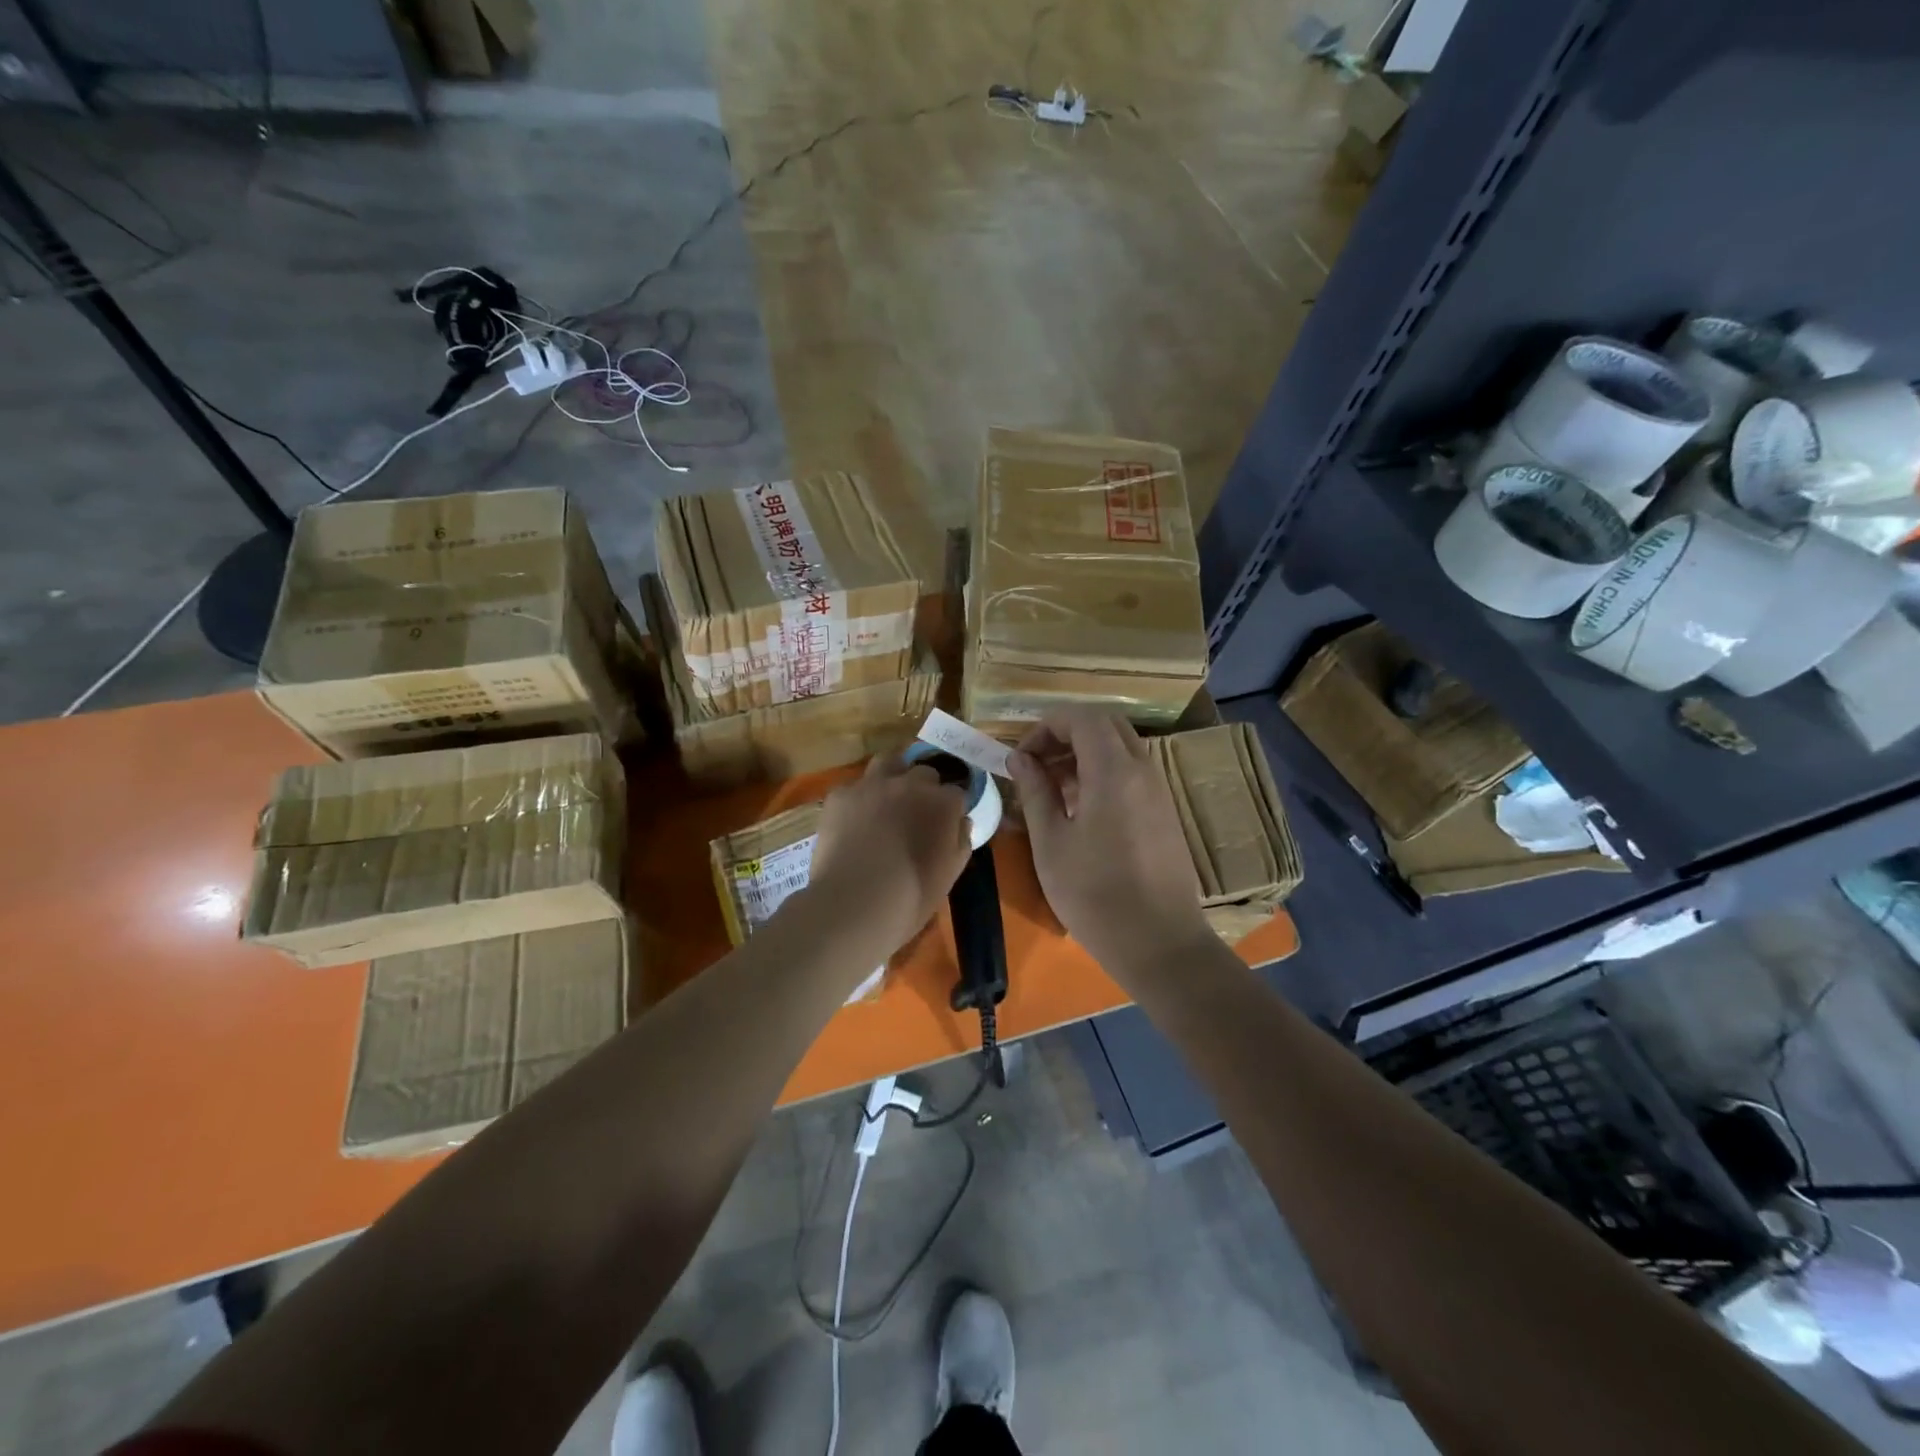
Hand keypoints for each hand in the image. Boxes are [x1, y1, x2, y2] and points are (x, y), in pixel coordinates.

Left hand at [808, 752, 972, 955]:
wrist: (854, 903)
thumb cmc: (912, 895)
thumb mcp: (950, 873)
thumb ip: (961, 840)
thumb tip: (961, 822)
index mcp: (942, 803)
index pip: (956, 792)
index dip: (951, 809)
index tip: (946, 824)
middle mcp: (910, 784)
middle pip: (924, 773)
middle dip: (924, 789)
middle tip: (916, 814)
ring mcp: (872, 785)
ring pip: (888, 762)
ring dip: (894, 775)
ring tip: (888, 799)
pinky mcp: (840, 795)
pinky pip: (854, 787)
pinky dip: (858, 799)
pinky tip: (853, 820)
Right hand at [1008, 709, 1209, 971]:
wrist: (1159, 943)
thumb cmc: (1094, 894)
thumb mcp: (1051, 843)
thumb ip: (1035, 791)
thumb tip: (1020, 758)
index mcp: (1113, 771)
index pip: (1081, 717)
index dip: (1046, 727)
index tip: (1021, 756)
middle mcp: (1142, 769)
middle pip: (1105, 725)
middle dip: (1066, 734)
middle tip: (1036, 765)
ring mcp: (1158, 791)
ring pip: (1120, 748)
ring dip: (1084, 754)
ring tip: (1051, 789)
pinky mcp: (1163, 812)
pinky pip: (1131, 772)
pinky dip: (1102, 773)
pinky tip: (1079, 810)